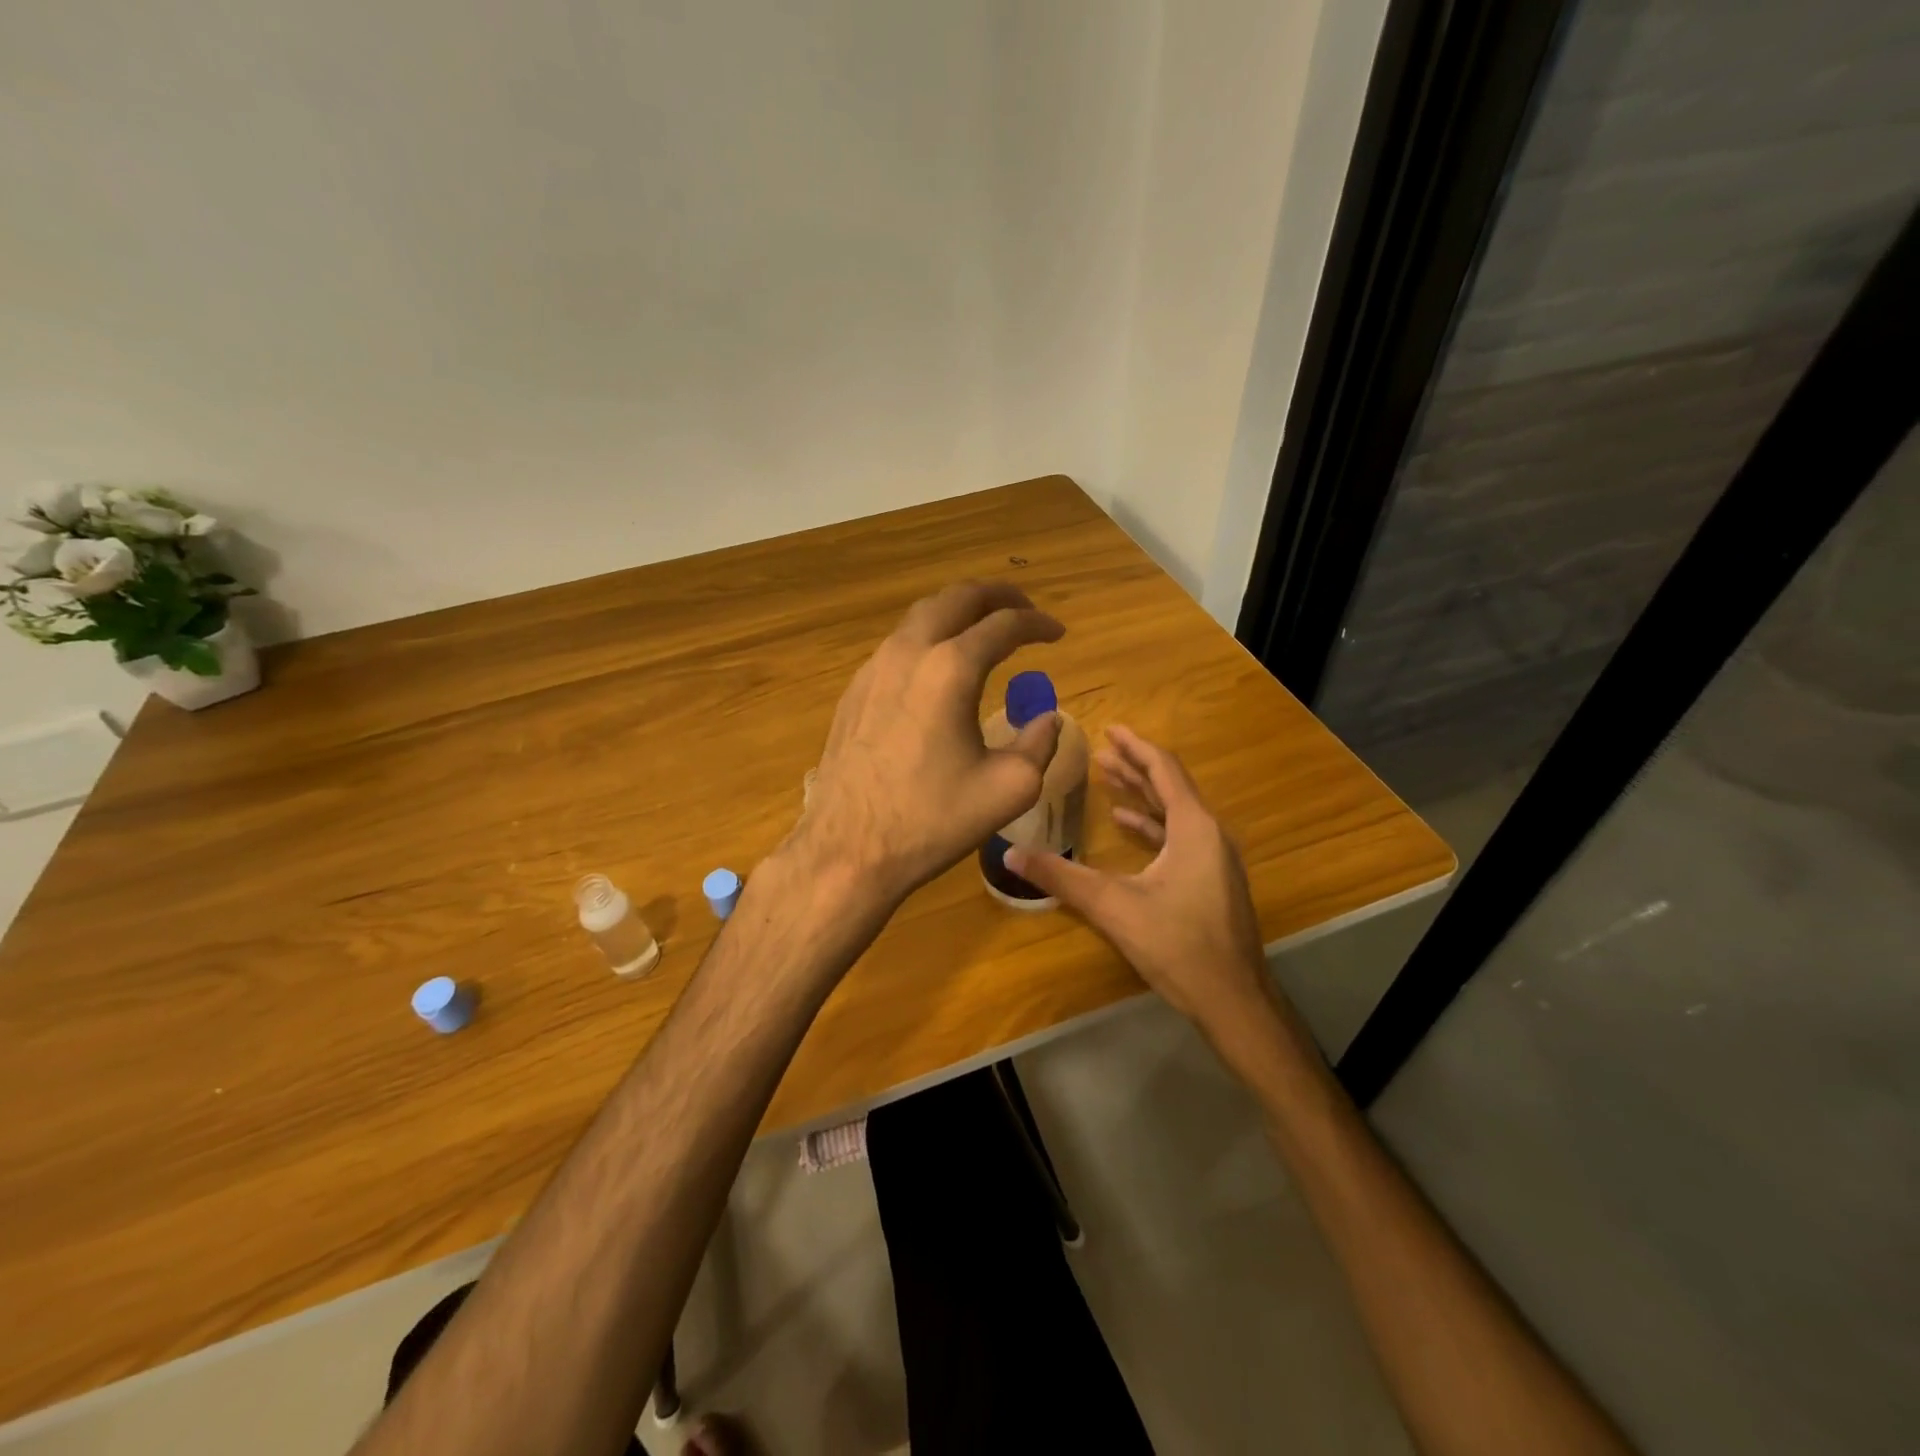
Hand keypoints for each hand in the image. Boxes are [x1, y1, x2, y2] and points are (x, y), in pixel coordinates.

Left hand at [784, 581, 1064, 910]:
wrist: (848, 849)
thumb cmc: (932, 820)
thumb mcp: (1008, 788)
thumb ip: (1039, 744)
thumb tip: (1047, 719)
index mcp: (951, 669)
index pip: (1004, 625)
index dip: (1038, 623)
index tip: (1057, 633)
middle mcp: (908, 653)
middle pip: (956, 598)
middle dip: (996, 597)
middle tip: (1023, 610)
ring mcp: (873, 669)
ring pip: (921, 617)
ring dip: (958, 614)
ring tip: (983, 631)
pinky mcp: (853, 691)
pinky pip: (897, 646)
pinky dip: (928, 639)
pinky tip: (938, 668)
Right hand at [1005, 726, 1268, 1031]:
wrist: (1233, 1000)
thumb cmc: (1177, 945)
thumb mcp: (1112, 907)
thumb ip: (1061, 877)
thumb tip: (1010, 855)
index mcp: (1194, 828)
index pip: (1163, 770)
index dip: (1135, 746)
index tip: (1109, 729)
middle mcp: (1210, 834)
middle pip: (1170, 786)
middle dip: (1134, 766)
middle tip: (1100, 751)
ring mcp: (1215, 859)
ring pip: (1175, 812)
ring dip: (1142, 794)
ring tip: (1107, 778)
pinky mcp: (1212, 880)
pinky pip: (1180, 836)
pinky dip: (1151, 825)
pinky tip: (1126, 825)